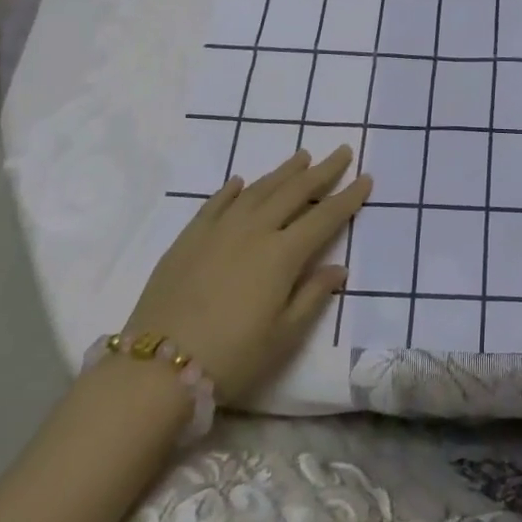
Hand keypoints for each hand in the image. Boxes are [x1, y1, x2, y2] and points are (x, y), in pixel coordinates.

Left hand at [123, 146, 370, 404]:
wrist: (156, 370)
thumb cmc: (231, 357)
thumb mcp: (282, 336)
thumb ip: (312, 296)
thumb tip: (339, 268)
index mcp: (283, 254)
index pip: (325, 217)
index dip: (348, 197)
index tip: (365, 178)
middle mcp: (255, 231)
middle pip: (295, 192)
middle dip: (322, 171)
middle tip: (342, 151)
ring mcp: (219, 230)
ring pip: (258, 189)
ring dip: (283, 172)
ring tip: (302, 156)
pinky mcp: (189, 238)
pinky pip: (216, 203)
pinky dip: (232, 190)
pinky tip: (240, 182)